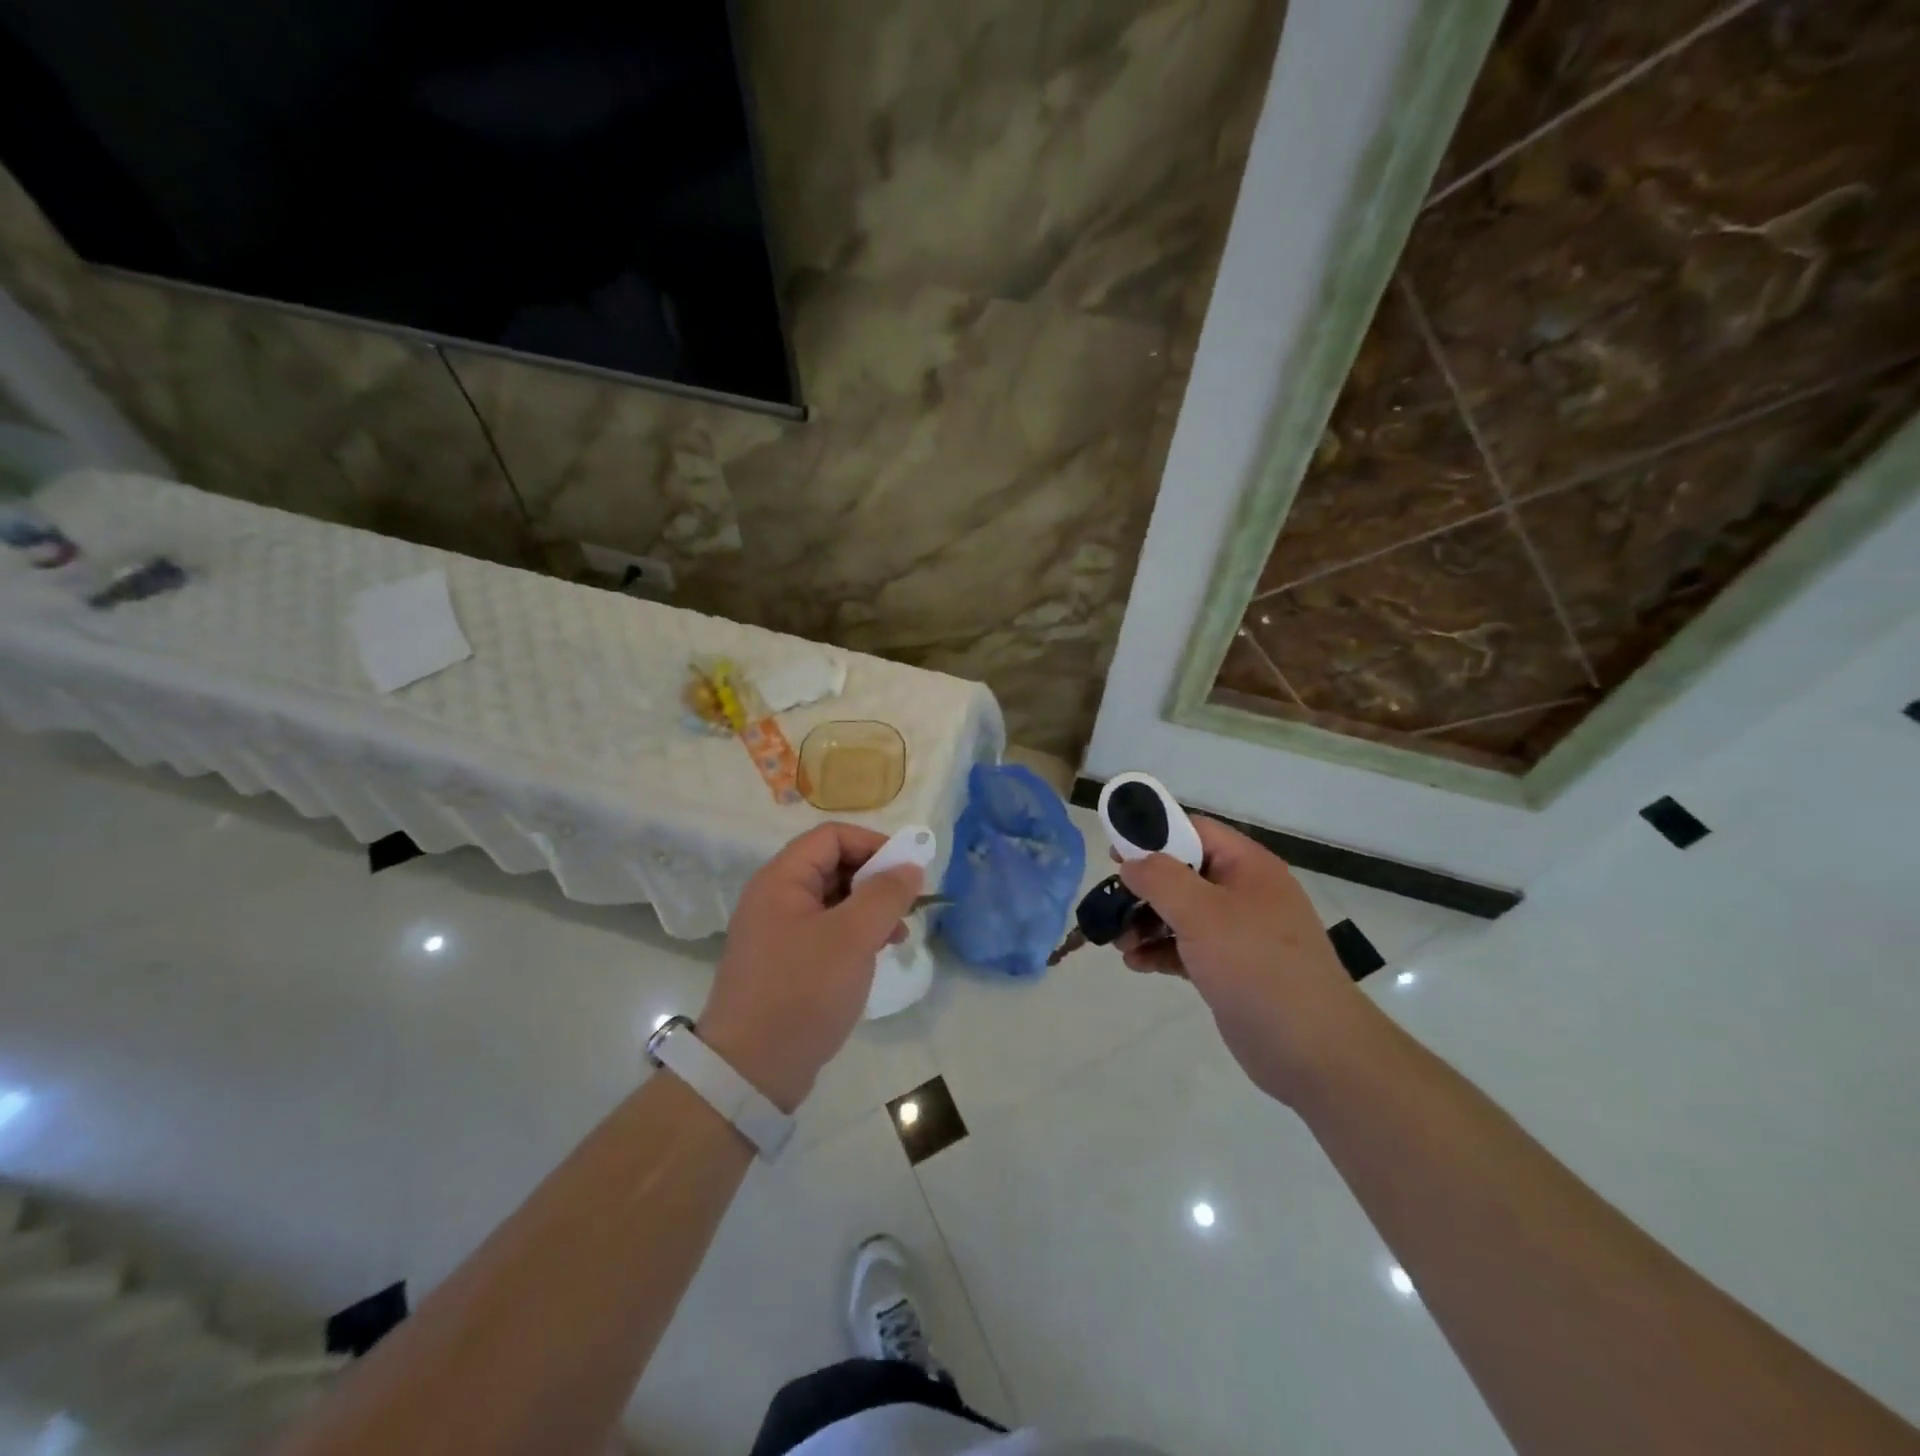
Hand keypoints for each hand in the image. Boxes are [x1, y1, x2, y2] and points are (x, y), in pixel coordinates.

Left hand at [699, 824, 922, 1111]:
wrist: (750, 1071)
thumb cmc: (803, 991)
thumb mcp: (852, 937)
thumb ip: (885, 895)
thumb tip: (910, 866)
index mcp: (781, 880)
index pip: (832, 837)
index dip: (873, 844)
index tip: (907, 871)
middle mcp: (775, 898)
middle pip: (833, 866)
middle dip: (875, 881)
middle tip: (906, 907)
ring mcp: (778, 932)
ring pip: (833, 901)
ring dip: (869, 910)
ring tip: (897, 937)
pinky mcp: (785, 963)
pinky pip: (826, 932)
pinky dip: (854, 936)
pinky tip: (875, 957)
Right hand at [1116, 817, 1365, 1103]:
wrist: (1313, 1051)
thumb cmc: (1256, 966)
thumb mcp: (1202, 913)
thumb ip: (1160, 878)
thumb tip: (1131, 862)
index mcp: (1248, 867)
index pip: (1195, 830)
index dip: (1153, 834)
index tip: (1115, 852)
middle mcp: (1245, 893)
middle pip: (1183, 873)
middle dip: (1144, 888)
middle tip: (1111, 902)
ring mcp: (1240, 933)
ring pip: (1182, 913)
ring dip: (1146, 922)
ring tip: (1118, 942)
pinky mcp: (1232, 969)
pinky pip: (1187, 947)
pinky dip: (1160, 951)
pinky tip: (1136, 964)